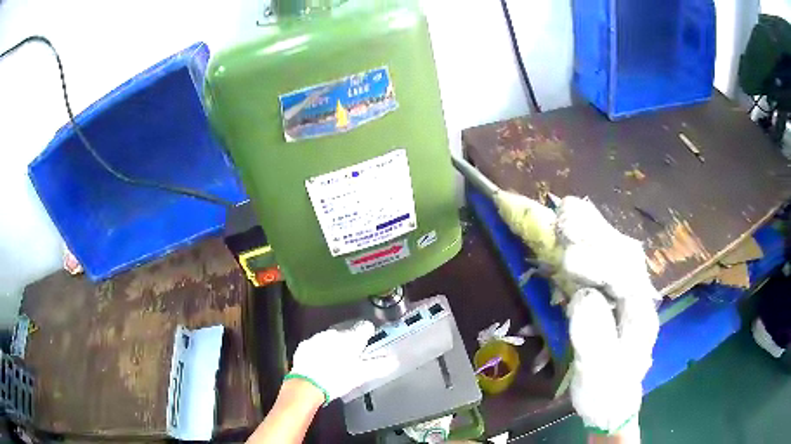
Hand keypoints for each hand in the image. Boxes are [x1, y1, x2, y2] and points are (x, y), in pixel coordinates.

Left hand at [287, 321, 396, 404]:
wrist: (307, 384)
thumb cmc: (338, 378)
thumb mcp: (362, 375)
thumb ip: (379, 366)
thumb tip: (394, 360)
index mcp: (351, 338)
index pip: (365, 327)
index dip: (369, 333)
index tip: (369, 342)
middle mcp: (335, 333)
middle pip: (347, 333)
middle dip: (350, 342)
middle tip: (353, 358)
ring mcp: (318, 338)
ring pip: (331, 338)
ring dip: (335, 346)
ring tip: (336, 362)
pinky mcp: (305, 345)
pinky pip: (316, 345)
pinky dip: (320, 351)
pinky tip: (321, 363)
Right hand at [556, 197, 658, 434]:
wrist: (614, 398)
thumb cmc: (606, 391)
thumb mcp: (598, 376)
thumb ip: (594, 340)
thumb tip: (582, 297)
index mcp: (642, 316)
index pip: (629, 279)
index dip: (600, 265)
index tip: (568, 262)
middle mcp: (640, 295)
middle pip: (625, 254)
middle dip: (596, 234)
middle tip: (564, 218)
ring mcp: (627, 290)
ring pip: (616, 249)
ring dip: (591, 229)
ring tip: (564, 212)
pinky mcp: (613, 290)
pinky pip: (603, 257)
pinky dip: (586, 239)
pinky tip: (569, 228)